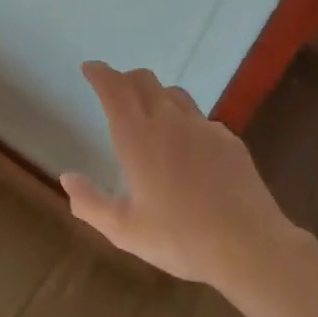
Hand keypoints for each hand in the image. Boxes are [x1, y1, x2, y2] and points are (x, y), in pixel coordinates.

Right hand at [61, 62, 297, 288]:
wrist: (249, 247)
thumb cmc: (180, 239)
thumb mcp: (124, 230)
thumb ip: (90, 203)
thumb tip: (68, 179)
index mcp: (138, 137)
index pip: (114, 89)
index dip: (100, 73)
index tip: (90, 69)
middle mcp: (169, 121)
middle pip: (144, 80)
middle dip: (125, 79)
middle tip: (114, 90)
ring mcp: (204, 127)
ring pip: (174, 94)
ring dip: (155, 95)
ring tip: (150, 114)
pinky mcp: (229, 140)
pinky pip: (200, 118)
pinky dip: (184, 121)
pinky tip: (188, 149)